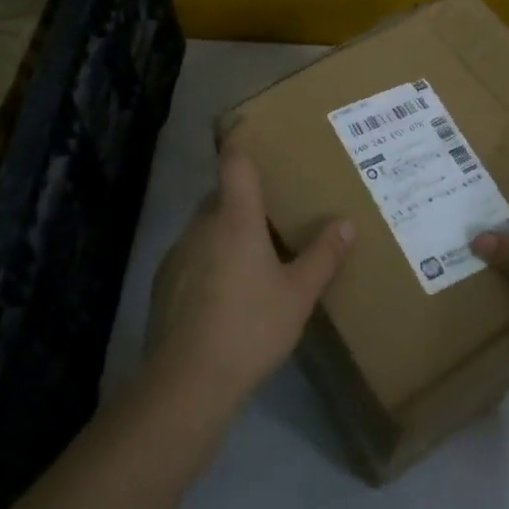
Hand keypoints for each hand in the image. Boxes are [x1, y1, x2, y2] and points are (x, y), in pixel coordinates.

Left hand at [145, 147, 352, 411]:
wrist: (186, 383)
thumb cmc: (250, 327)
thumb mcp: (298, 294)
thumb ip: (322, 256)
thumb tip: (345, 222)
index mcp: (235, 219)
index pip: (234, 163)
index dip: (240, 140)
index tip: (248, 125)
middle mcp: (201, 226)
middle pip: (221, 195)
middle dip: (244, 197)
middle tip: (274, 210)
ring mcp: (177, 254)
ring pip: (206, 227)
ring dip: (227, 230)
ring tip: (255, 255)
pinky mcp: (164, 283)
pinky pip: (192, 255)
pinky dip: (210, 258)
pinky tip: (227, 291)